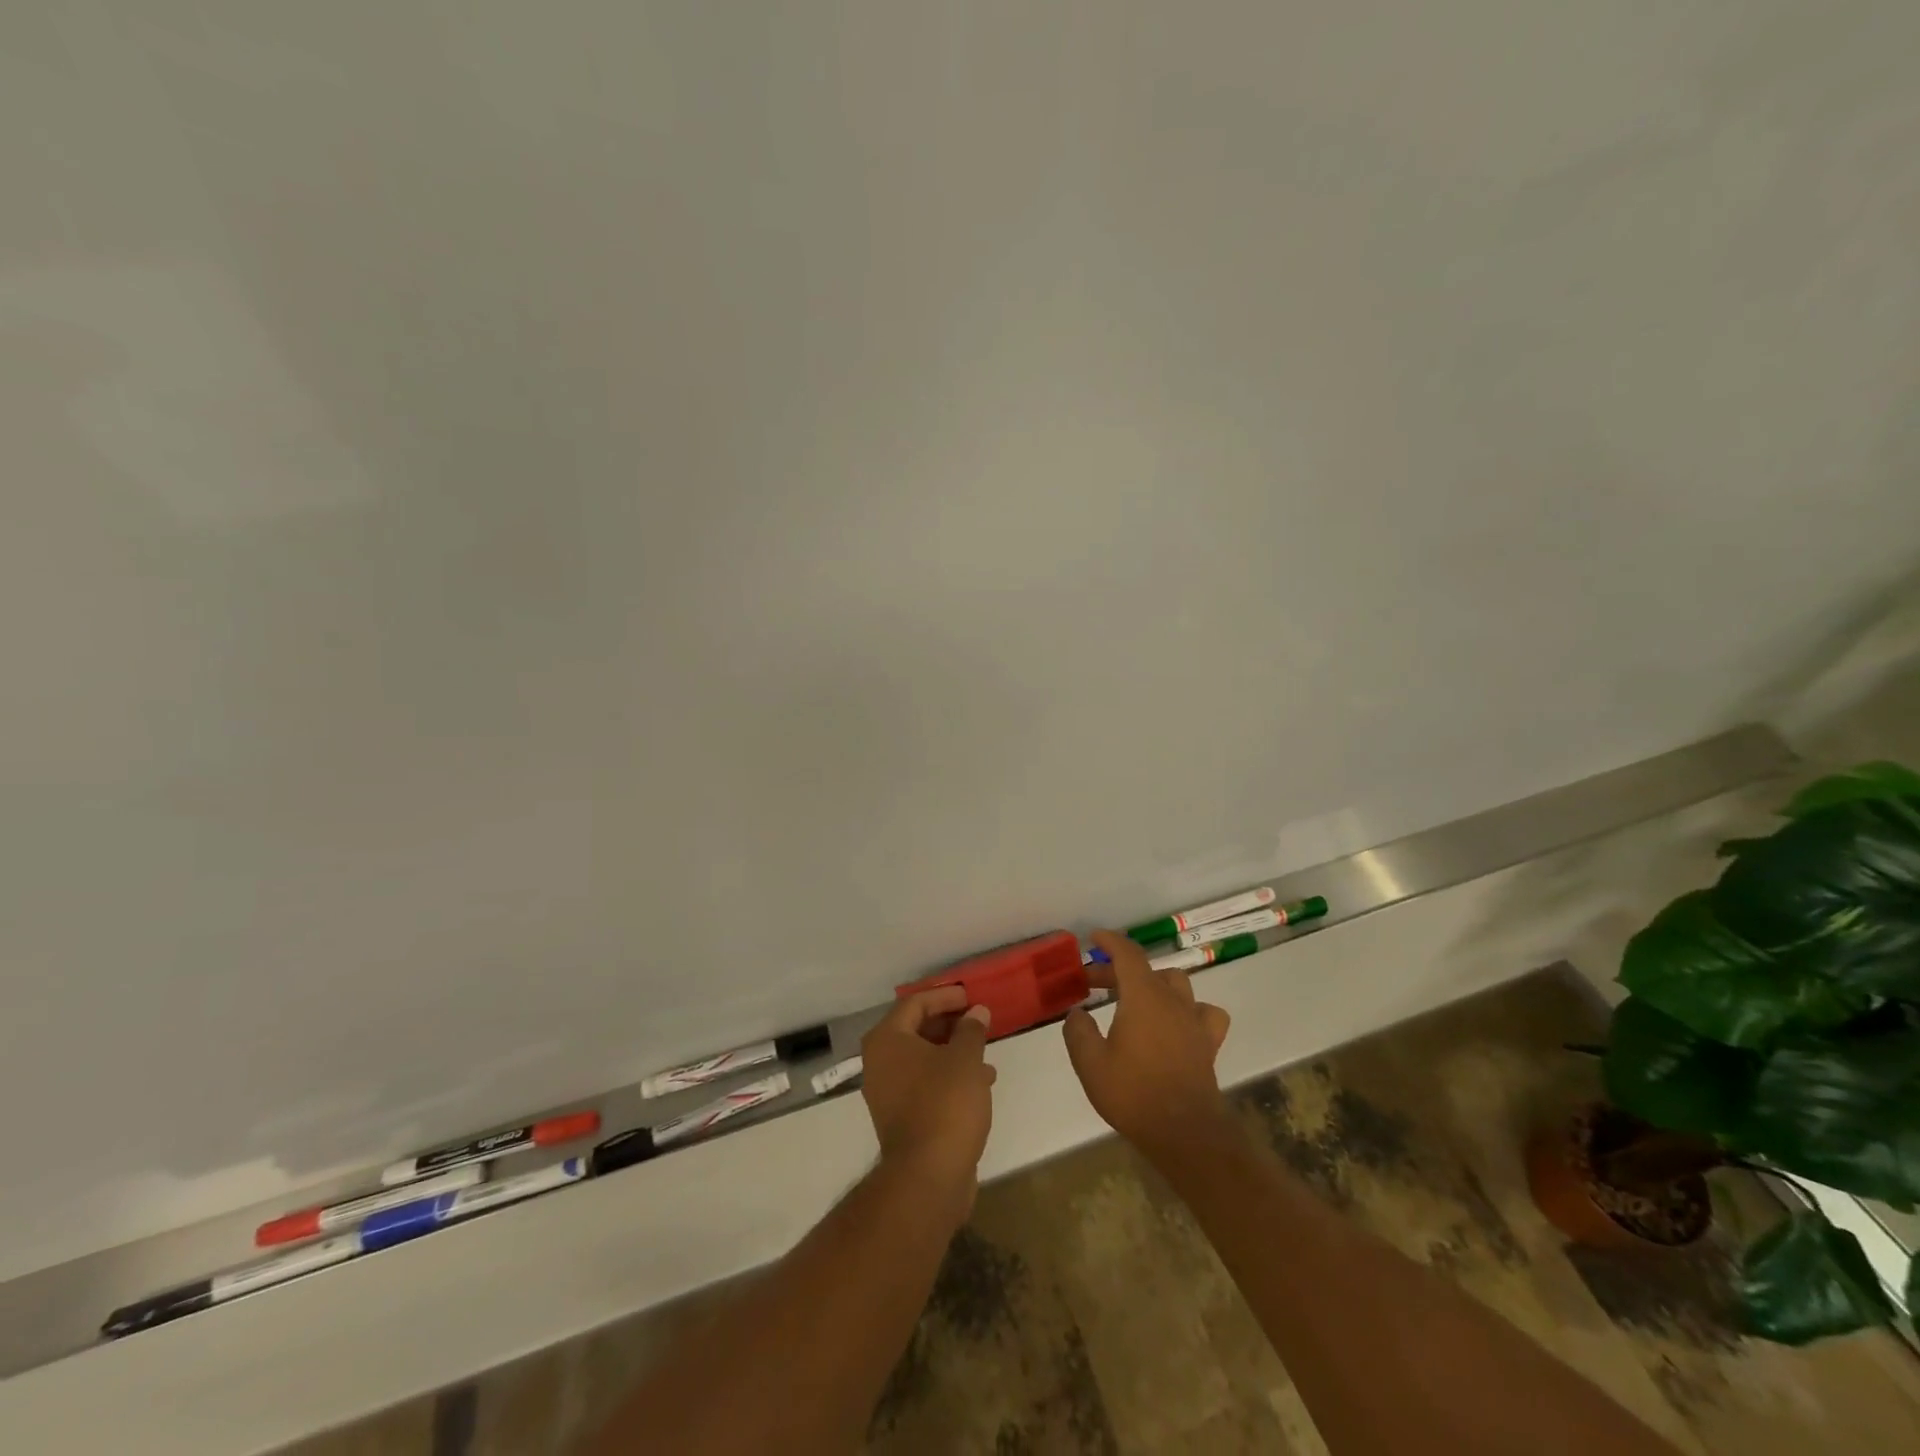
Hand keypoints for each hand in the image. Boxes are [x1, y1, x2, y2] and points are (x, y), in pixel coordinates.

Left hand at [861, 987, 996, 1219]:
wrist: (927, 1177)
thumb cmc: (945, 1104)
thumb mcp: (965, 1059)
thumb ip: (971, 1030)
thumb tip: (976, 1012)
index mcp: (887, 1040)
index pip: (915, 1003)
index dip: (945, 996)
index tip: (971, 997)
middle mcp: (880, 1062)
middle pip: (916, 1029)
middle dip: (950, 1023)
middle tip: (978, 1021)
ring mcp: (887, 1092)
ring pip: (923, 1058)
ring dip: (953, 1051)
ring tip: (985, 1053)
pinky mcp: (902, 1118)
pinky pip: (925, 1083)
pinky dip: (949, 1076)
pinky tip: (980, 1083)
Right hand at [1063, 930, 1233, 1162]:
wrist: (1185, 1133)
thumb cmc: (1134, 1094)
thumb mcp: (1090, 1064)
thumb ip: (1078, 1032)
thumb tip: (1077, 1013)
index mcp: (1143, 997)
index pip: (1128, 954)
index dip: (1111, 942)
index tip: (1094, 938)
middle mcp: (1172, 1000)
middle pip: (1146, 970)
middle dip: (1117, 969)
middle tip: (1092, 982)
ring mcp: (1194, 1020)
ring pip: (1177, 983)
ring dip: (1153, 983)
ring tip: (1134, 997)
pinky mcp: (1208, 1042)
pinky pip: (1204, 1012)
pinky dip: (1189, 1008)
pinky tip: (1178, 1021)